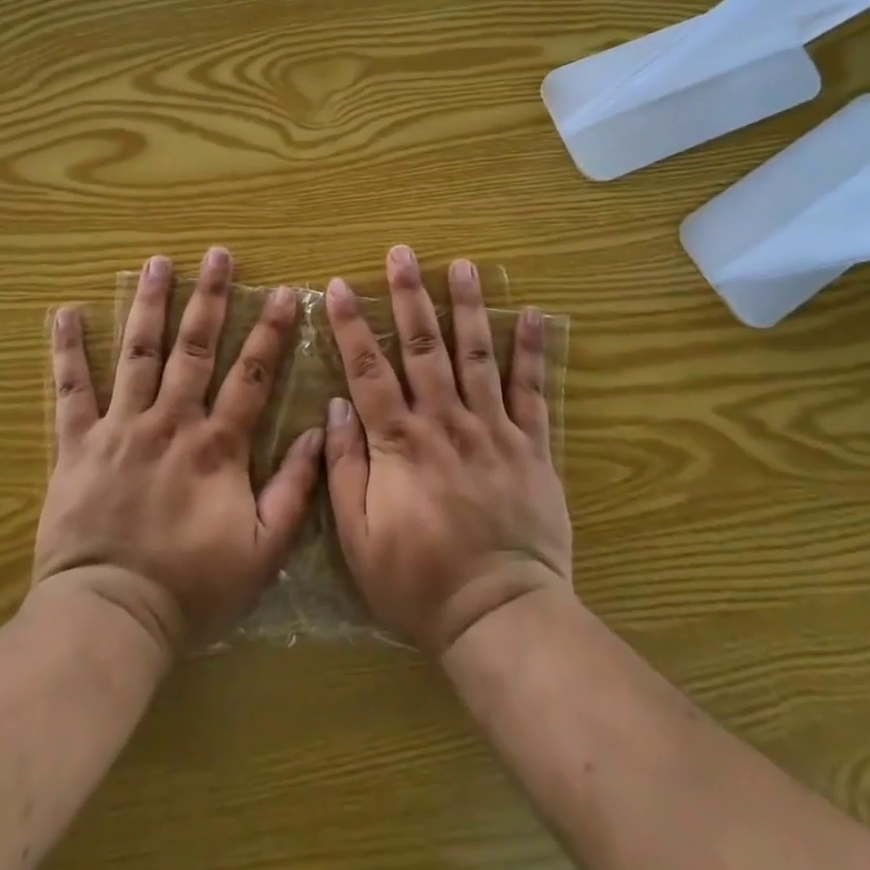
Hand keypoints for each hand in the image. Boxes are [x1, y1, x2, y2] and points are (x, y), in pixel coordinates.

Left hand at [36, 247, 323, 655]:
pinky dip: (67, 350)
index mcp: (217, 447)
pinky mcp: (77, 443)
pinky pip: (70, 389)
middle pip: (195, 348)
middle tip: (217, 254)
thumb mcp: (262, 553)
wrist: (110, 617)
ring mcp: (120, 427)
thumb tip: (317, 432)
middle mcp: (170, 422)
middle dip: (210, 297)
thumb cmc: (191, 590)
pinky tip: (65, 312)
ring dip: (149, 304)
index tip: (283, 292)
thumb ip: (294, 491)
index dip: (271, 332)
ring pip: (138, 352)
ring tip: (157, 262)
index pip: (253, 375)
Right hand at [322, 245, 571, 654]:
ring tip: (463, 265)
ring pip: (476, 355)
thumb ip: (345, 469)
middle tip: (402, 252)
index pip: (367, 370)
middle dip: (409, 296)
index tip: (338, 285)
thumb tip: (337, 406)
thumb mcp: (358, 539)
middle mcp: (445, 423)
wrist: (500, 617)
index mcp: (399, 443)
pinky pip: (531, 390)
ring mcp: (492, 430)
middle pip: (422, 347)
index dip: (351, 325)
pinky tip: (532, 314)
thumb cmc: (418, 583)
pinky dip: (531, 351)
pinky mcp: (531, 446)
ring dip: (467, 306)